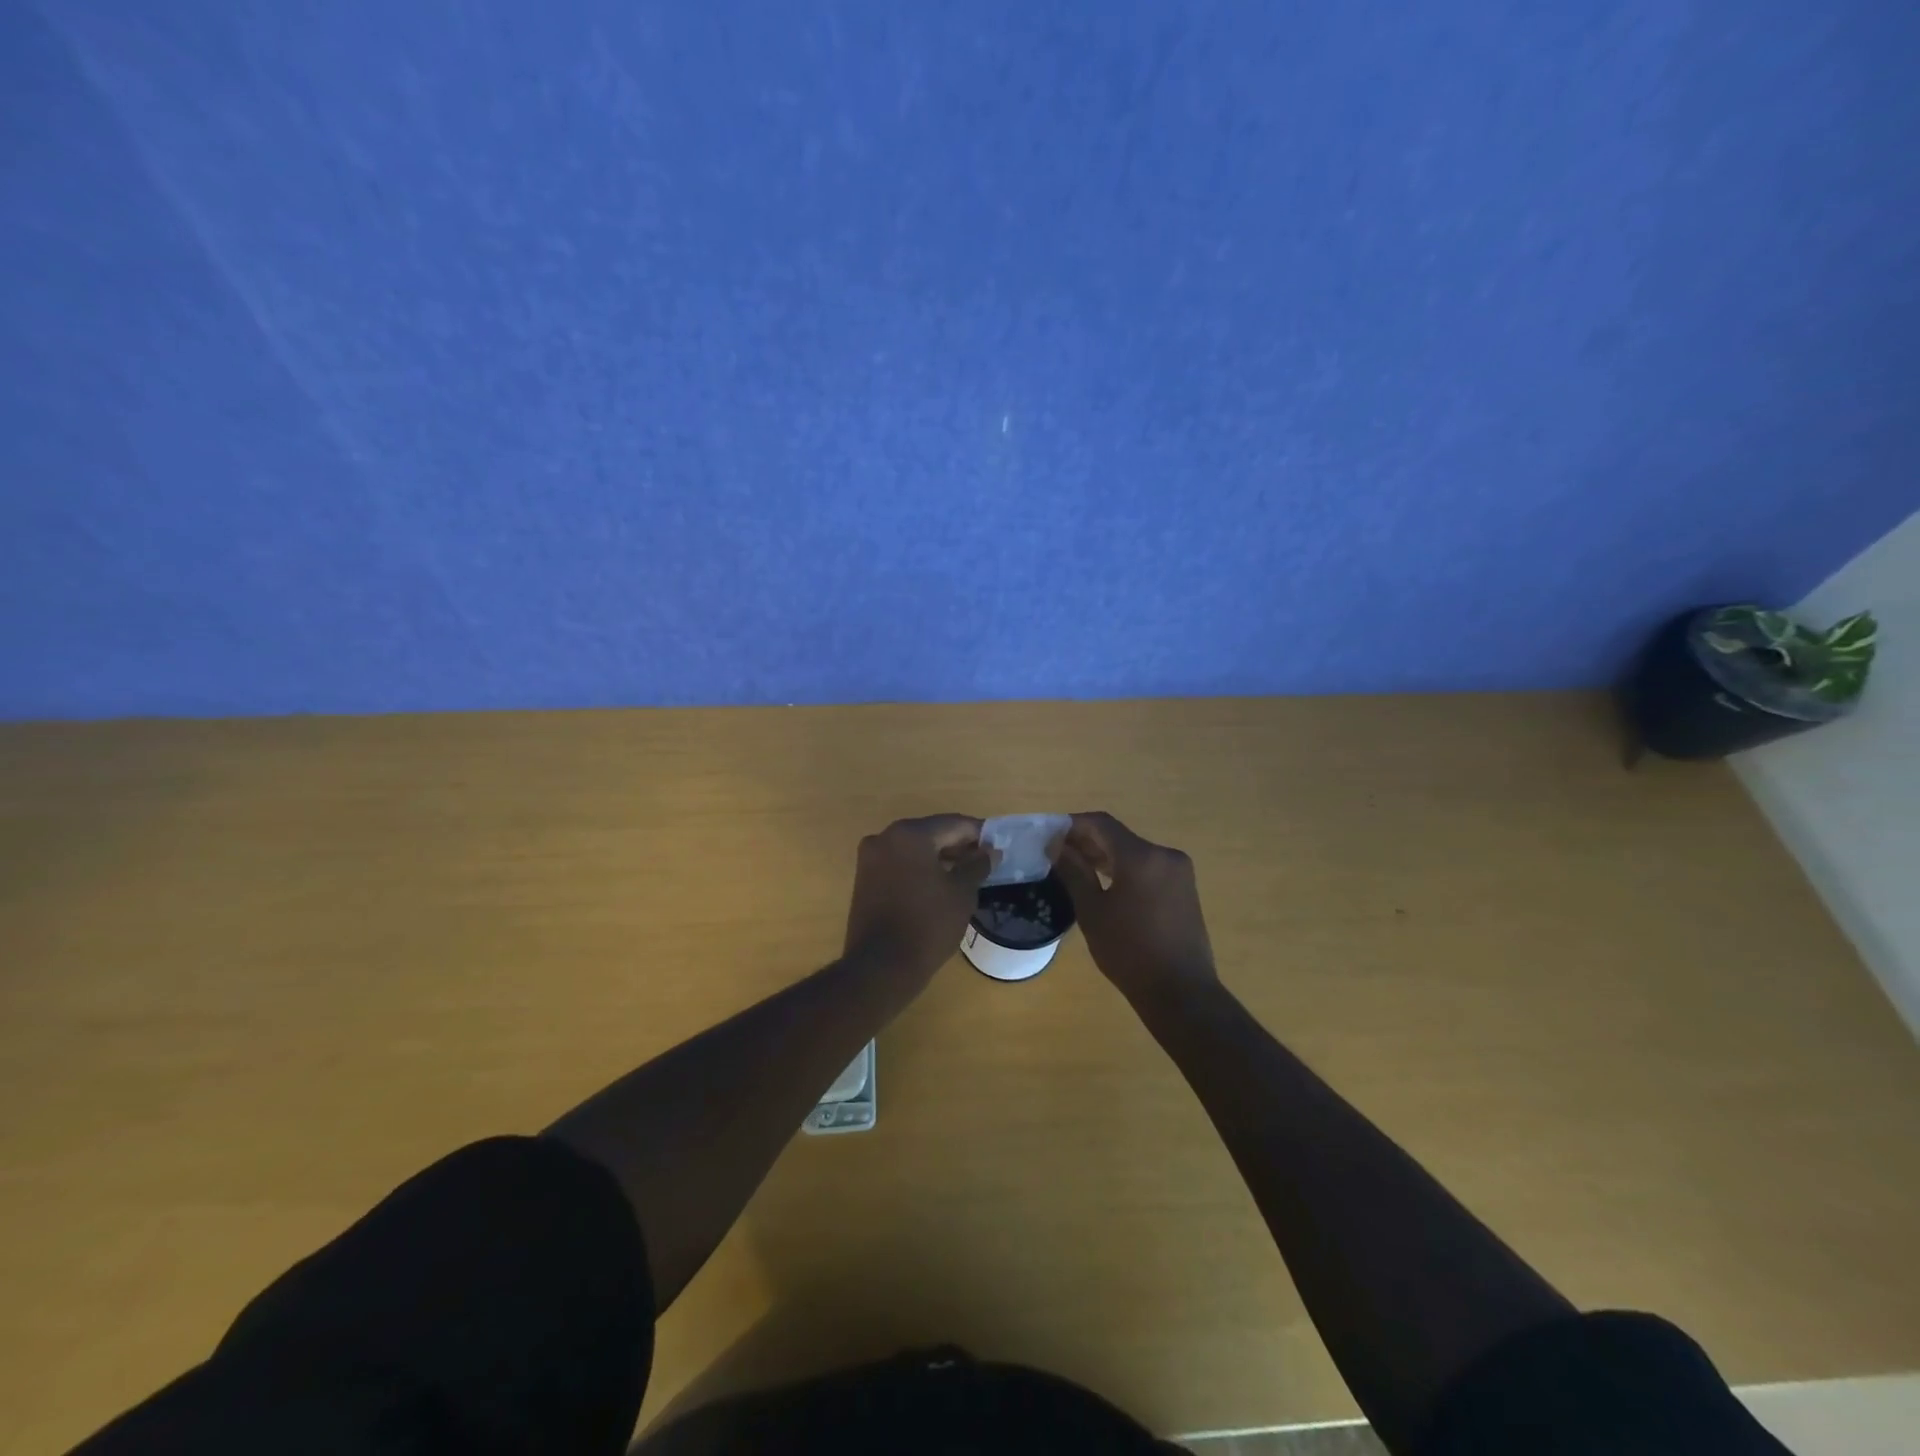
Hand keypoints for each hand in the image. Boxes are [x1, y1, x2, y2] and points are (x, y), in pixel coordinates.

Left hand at [843, 815, 990, 983]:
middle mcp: (885, 837)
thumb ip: (977, 865)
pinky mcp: (864, 878)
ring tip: (964, 876)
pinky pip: (899, 864)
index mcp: (910, 834)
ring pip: (914, 849)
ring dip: (939, 858)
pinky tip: (938, 886)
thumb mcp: (962, 893)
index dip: (978, 834)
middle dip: (957, 845)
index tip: (997, 847)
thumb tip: (990, 851)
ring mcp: (870, 858)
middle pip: (931, 833)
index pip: (953, 824)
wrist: (881, 966)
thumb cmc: (928, 924)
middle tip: (983, 862)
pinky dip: (919, 869)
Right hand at [1054, 812, 1217, 1004]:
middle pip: (1119, 836)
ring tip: (1076, 869)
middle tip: (1057, 854)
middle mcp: (1165, 854)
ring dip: (1105, 855)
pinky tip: (1105, 883)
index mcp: (1142, 856)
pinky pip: (1148, 866)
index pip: (1101, 824)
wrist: (1181, 992)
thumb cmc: (1130, 952)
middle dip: (1087, 841)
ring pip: (1134, 851)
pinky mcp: (1184, 888)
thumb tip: (1057, 847)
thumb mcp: (1093, 912)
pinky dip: (1124, 869)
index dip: (1072, 825)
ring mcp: (1178, 871)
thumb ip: (1074, 872)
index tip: (1049, 836)